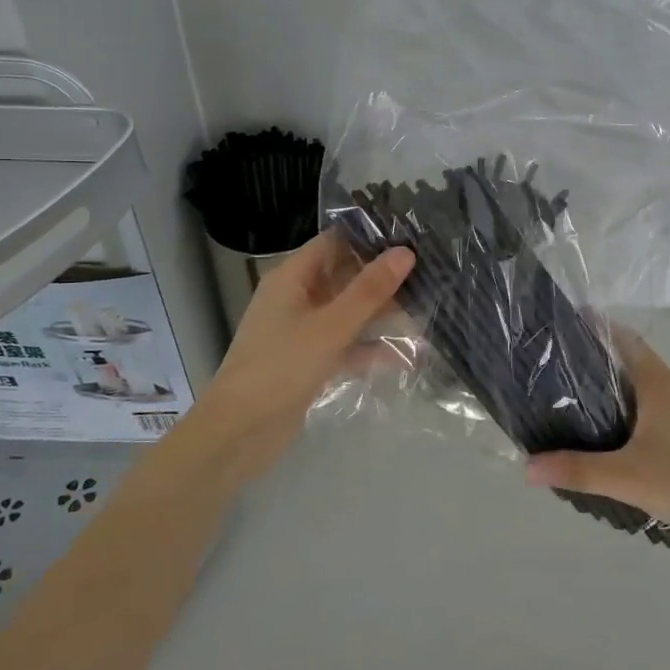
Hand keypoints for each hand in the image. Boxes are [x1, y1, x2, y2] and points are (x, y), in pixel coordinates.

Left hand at [193, 232, 413, 486]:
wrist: (238, 434)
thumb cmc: (281, 368)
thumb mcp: (331, 326)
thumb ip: (370, 290)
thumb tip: (406, 252)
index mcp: (292, 277)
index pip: (334, 242)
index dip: (370, 237)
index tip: (412, 235)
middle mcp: (296, 298)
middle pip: (345, 276)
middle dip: (383, 277)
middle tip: (431, 272)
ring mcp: (302, 332)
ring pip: (348, 312)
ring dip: (381, 313)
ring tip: (427, 309)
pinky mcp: (309, 362)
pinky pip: (346, 345)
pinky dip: (370, 348)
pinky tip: (407, 355)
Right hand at [523, 329, 669, 551]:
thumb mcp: (628, 478)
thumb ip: (577, 470)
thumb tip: (526, 466)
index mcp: (660, 384)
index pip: (625, 340)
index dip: (597, 329)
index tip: (567, 326)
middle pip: (635, 366)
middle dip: (601, 369)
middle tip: (562, 381)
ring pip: (651, 395)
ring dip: (622, 399)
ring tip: (586, 418)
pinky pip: (666, 416)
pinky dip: (642, 421)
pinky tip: (628, 451)